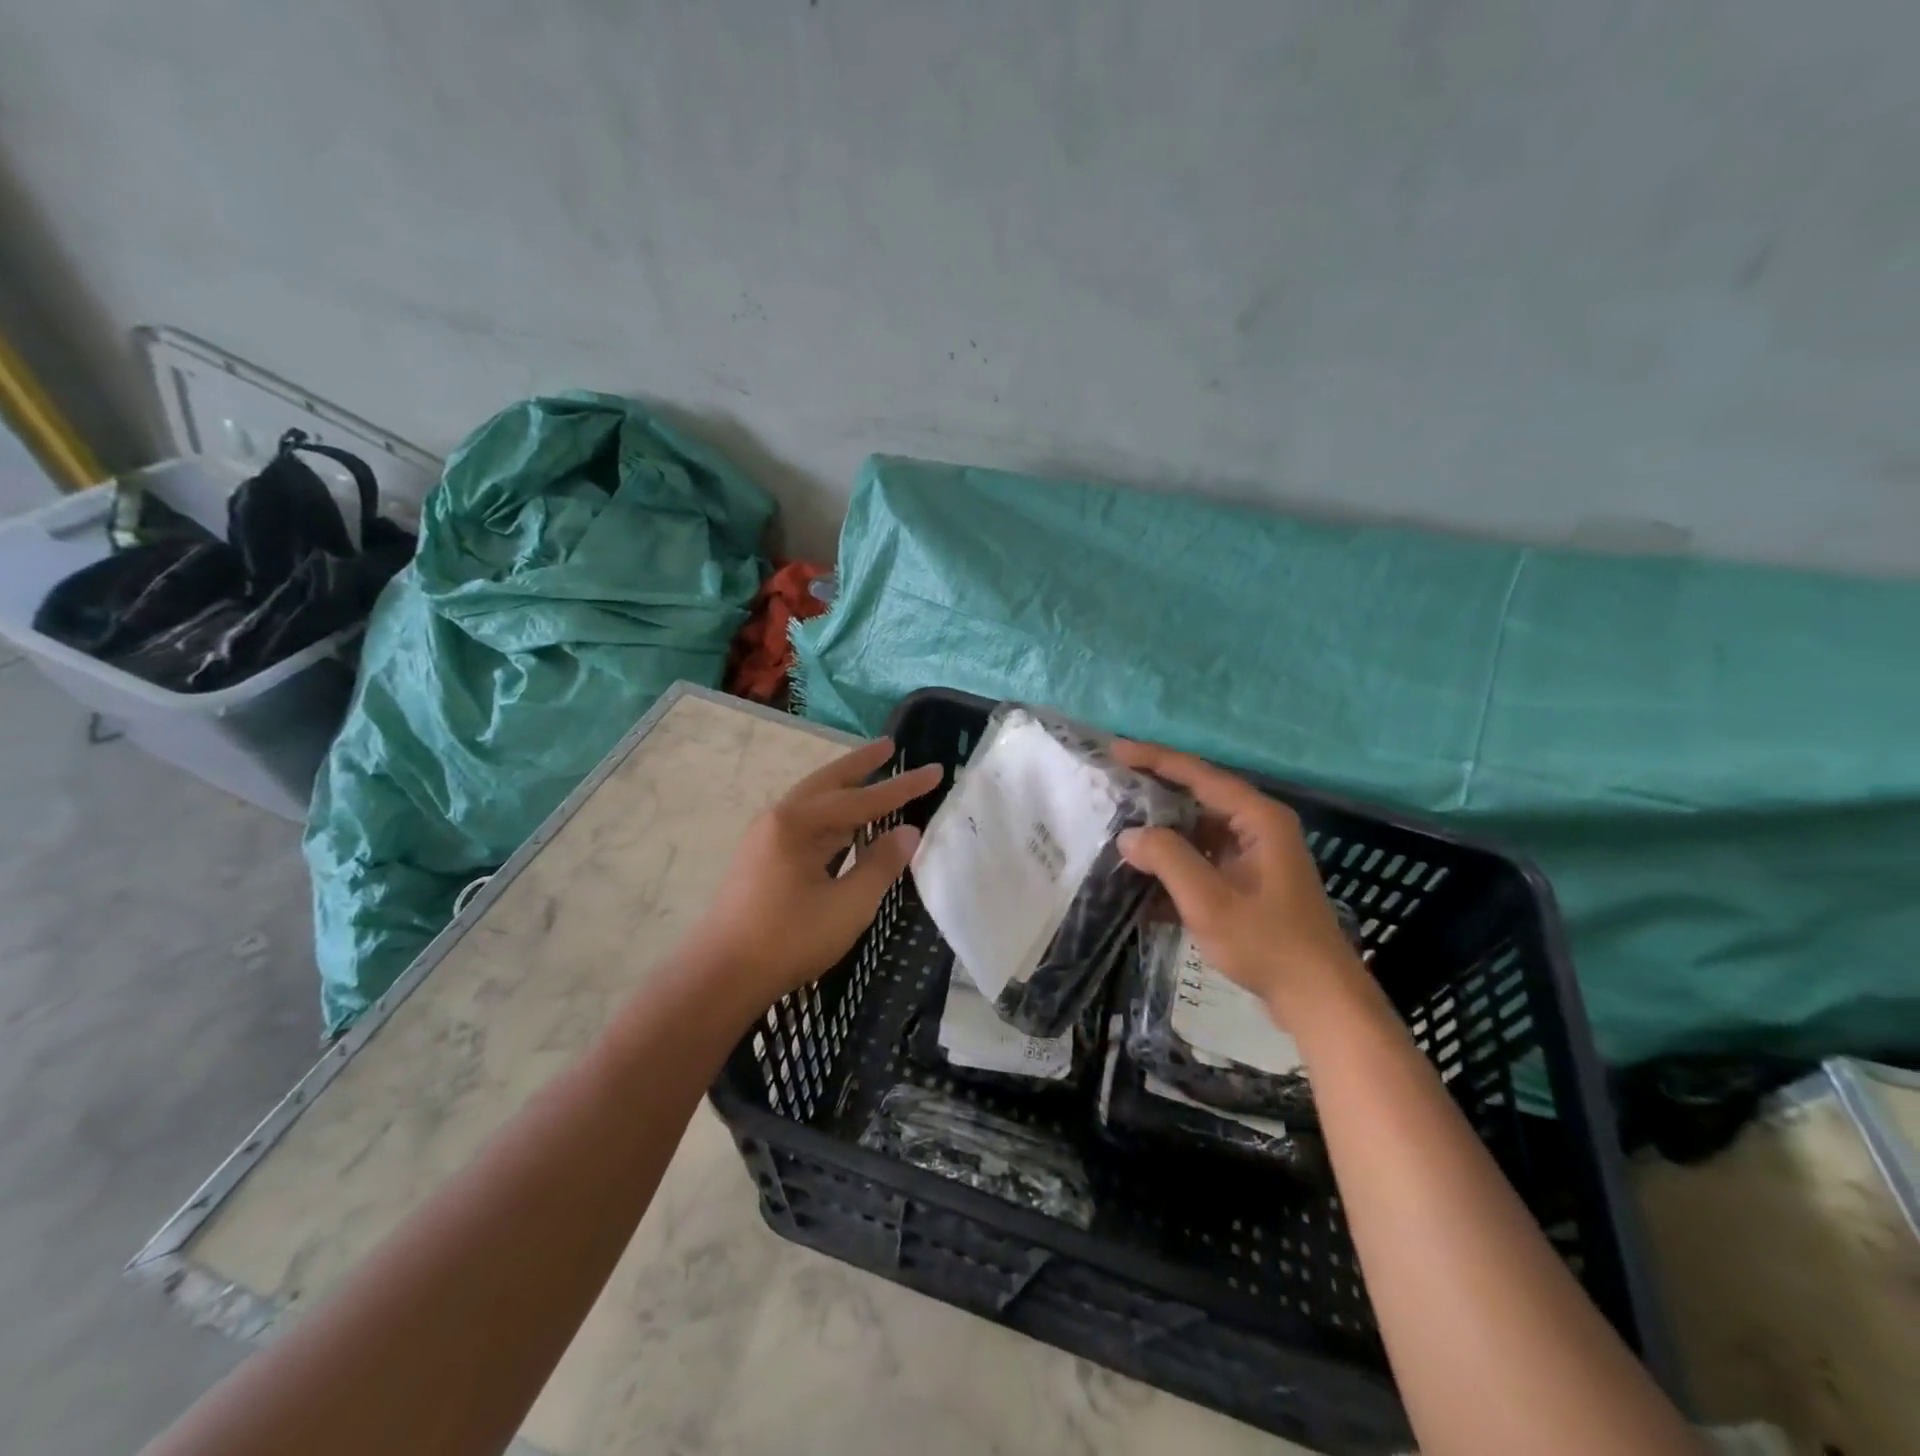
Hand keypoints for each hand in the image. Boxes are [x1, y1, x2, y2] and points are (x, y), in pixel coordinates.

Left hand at [690, 737, 941, 1009]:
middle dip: (860, 765)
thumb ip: (880, 865)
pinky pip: (805, 824)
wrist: (720, 976)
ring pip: (813, 802)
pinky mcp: (762, 859)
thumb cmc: (787, 939)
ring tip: (871, 775)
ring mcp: (765, 839)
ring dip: (844, 788)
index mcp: (797, 823)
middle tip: (888, 746)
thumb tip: (908, 833)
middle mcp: (778, 819)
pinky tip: (844, 825)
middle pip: (828, 783)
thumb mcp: (847, 906)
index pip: (862, 799)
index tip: (935, 770)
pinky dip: (831, 816)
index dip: (902, 787)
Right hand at [1114, 740, 1365, 1026]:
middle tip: (1111, 787)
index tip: (1115, 750)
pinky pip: (1204, 861)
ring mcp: (1255, 856)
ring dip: (1162, 835)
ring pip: (1198, 832)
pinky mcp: (1249, 883)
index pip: (1199, 774)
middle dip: (1154, 795)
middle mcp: (1259, 827)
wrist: (1318, 999)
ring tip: (1118, 832)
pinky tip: (1142, 883)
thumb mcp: (1209, 900)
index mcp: (1258, 818)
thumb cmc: (1267, 943)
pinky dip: (1175, 867)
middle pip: (1198, 798)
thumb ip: (1167, 859)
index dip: (1155, 759)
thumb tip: (1129, 835)